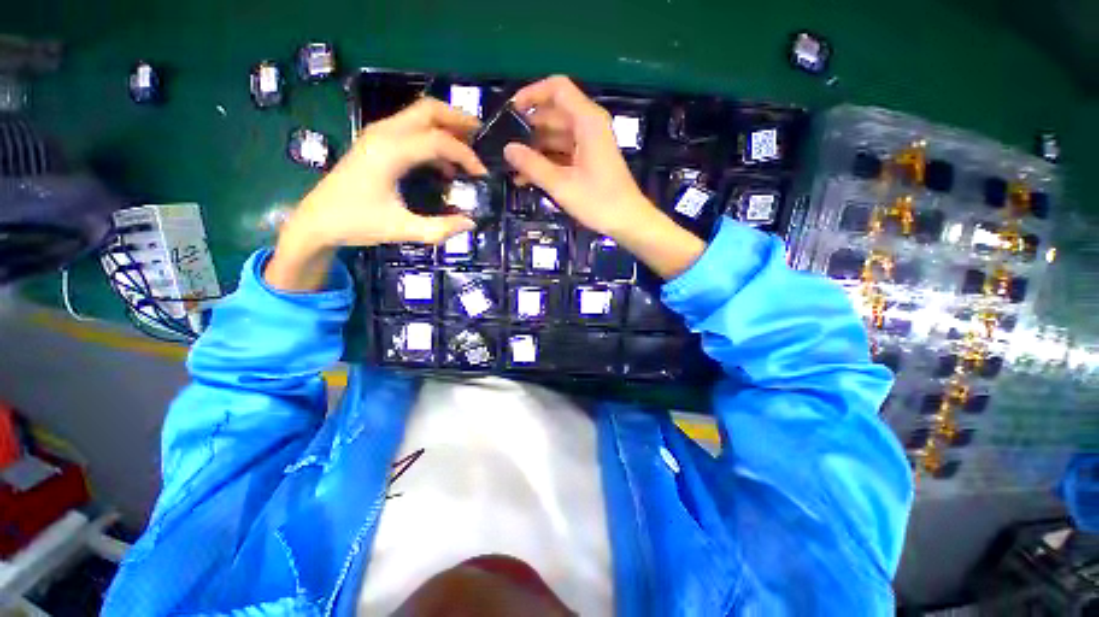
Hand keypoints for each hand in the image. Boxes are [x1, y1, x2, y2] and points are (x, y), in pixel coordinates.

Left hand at [267, 98, 487, 290]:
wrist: (316, 220)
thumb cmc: (356, 223)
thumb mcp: (402, 230)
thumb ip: (440, 229)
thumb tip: (471, 224)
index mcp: (391, 152)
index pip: (439, 141)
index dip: (466, 156)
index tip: (482, 175)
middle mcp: (384, 133)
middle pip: (428, 109)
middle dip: (458, 119)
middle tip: (481, 136)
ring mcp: (378, 134)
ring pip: (419, 114)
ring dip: (446, 125)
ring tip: (468, 147)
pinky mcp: (376, 142)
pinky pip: (411, 128)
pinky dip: (432, 137)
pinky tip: (444, 164)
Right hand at [503, 76, 648, 238]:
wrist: (627, 221)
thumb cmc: (598, 201)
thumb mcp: (561, 185)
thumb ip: (533, 165)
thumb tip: (508, 149)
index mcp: (587, 121)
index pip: (557, 88)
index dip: (532, 94)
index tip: (511, 111)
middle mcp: (589, 125)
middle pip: (554, 113)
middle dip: (529, 127)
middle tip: (506, 144)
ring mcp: (590, 143)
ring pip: (556, 135)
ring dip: (536, 148)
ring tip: (513, 166)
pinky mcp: (589, 160)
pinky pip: (563, 152)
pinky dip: (547, 161)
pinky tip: (528, 177)